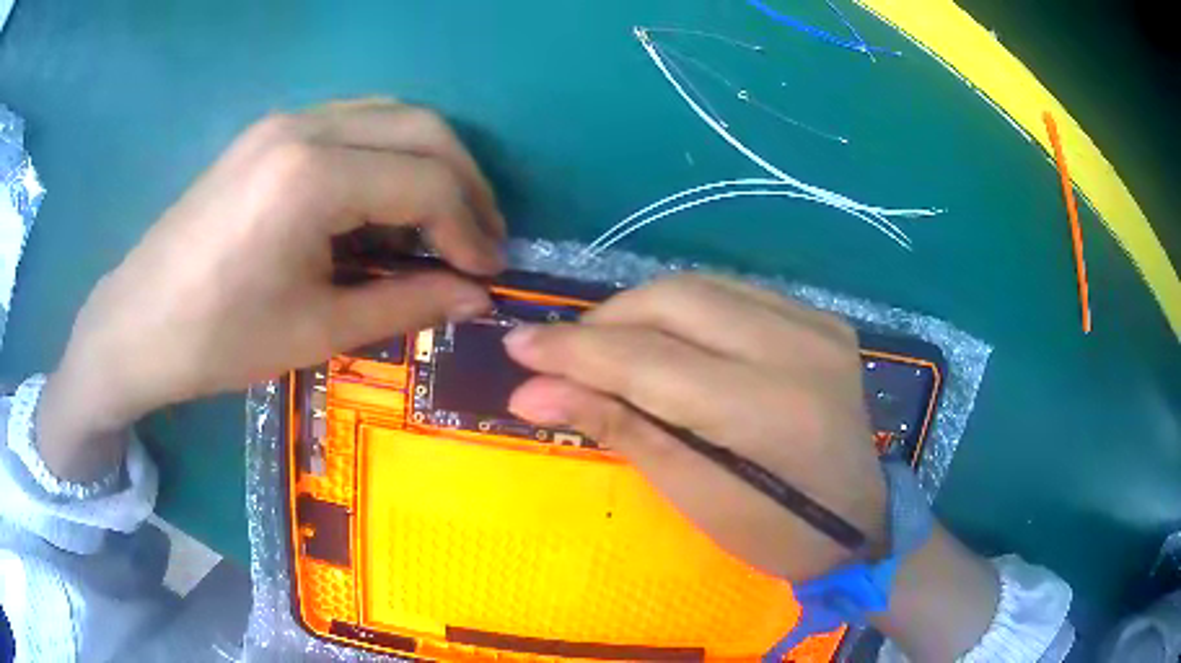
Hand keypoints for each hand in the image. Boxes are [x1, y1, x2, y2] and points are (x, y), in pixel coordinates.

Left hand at [40, 100, 503, 479]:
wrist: (136, 325)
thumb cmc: (218, 341)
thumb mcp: (316, 331)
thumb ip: (406, 304)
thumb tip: (475, 297)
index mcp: (313, 177)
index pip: (427, 180)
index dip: (470, 228)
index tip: (487, 273)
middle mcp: (305, 126)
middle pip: (423, 127)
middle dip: (466, 183)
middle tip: (480, 240)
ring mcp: (285, 120)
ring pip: (392, 116)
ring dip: (431, 163)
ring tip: (443, 222)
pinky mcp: (270, 132)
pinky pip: (355, 124)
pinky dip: (389, 157)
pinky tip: (386, 203)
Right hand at [503, 274, 886, 580]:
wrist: (860, 521)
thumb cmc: (775, 532)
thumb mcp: (693, 496)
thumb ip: (618, 428)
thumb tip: (531, 392)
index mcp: (768, 410)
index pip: (649, 359)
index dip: (575, 350)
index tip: (518, 348)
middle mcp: (797, 349)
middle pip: (675, 300)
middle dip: (605, 322)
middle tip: (564, 353)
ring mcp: (816, 324)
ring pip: (701, 285)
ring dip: (640, 310)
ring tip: (607, 348)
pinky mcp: (822, 319)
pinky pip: (734, 292)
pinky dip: (687, 308)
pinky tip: (668, 339)